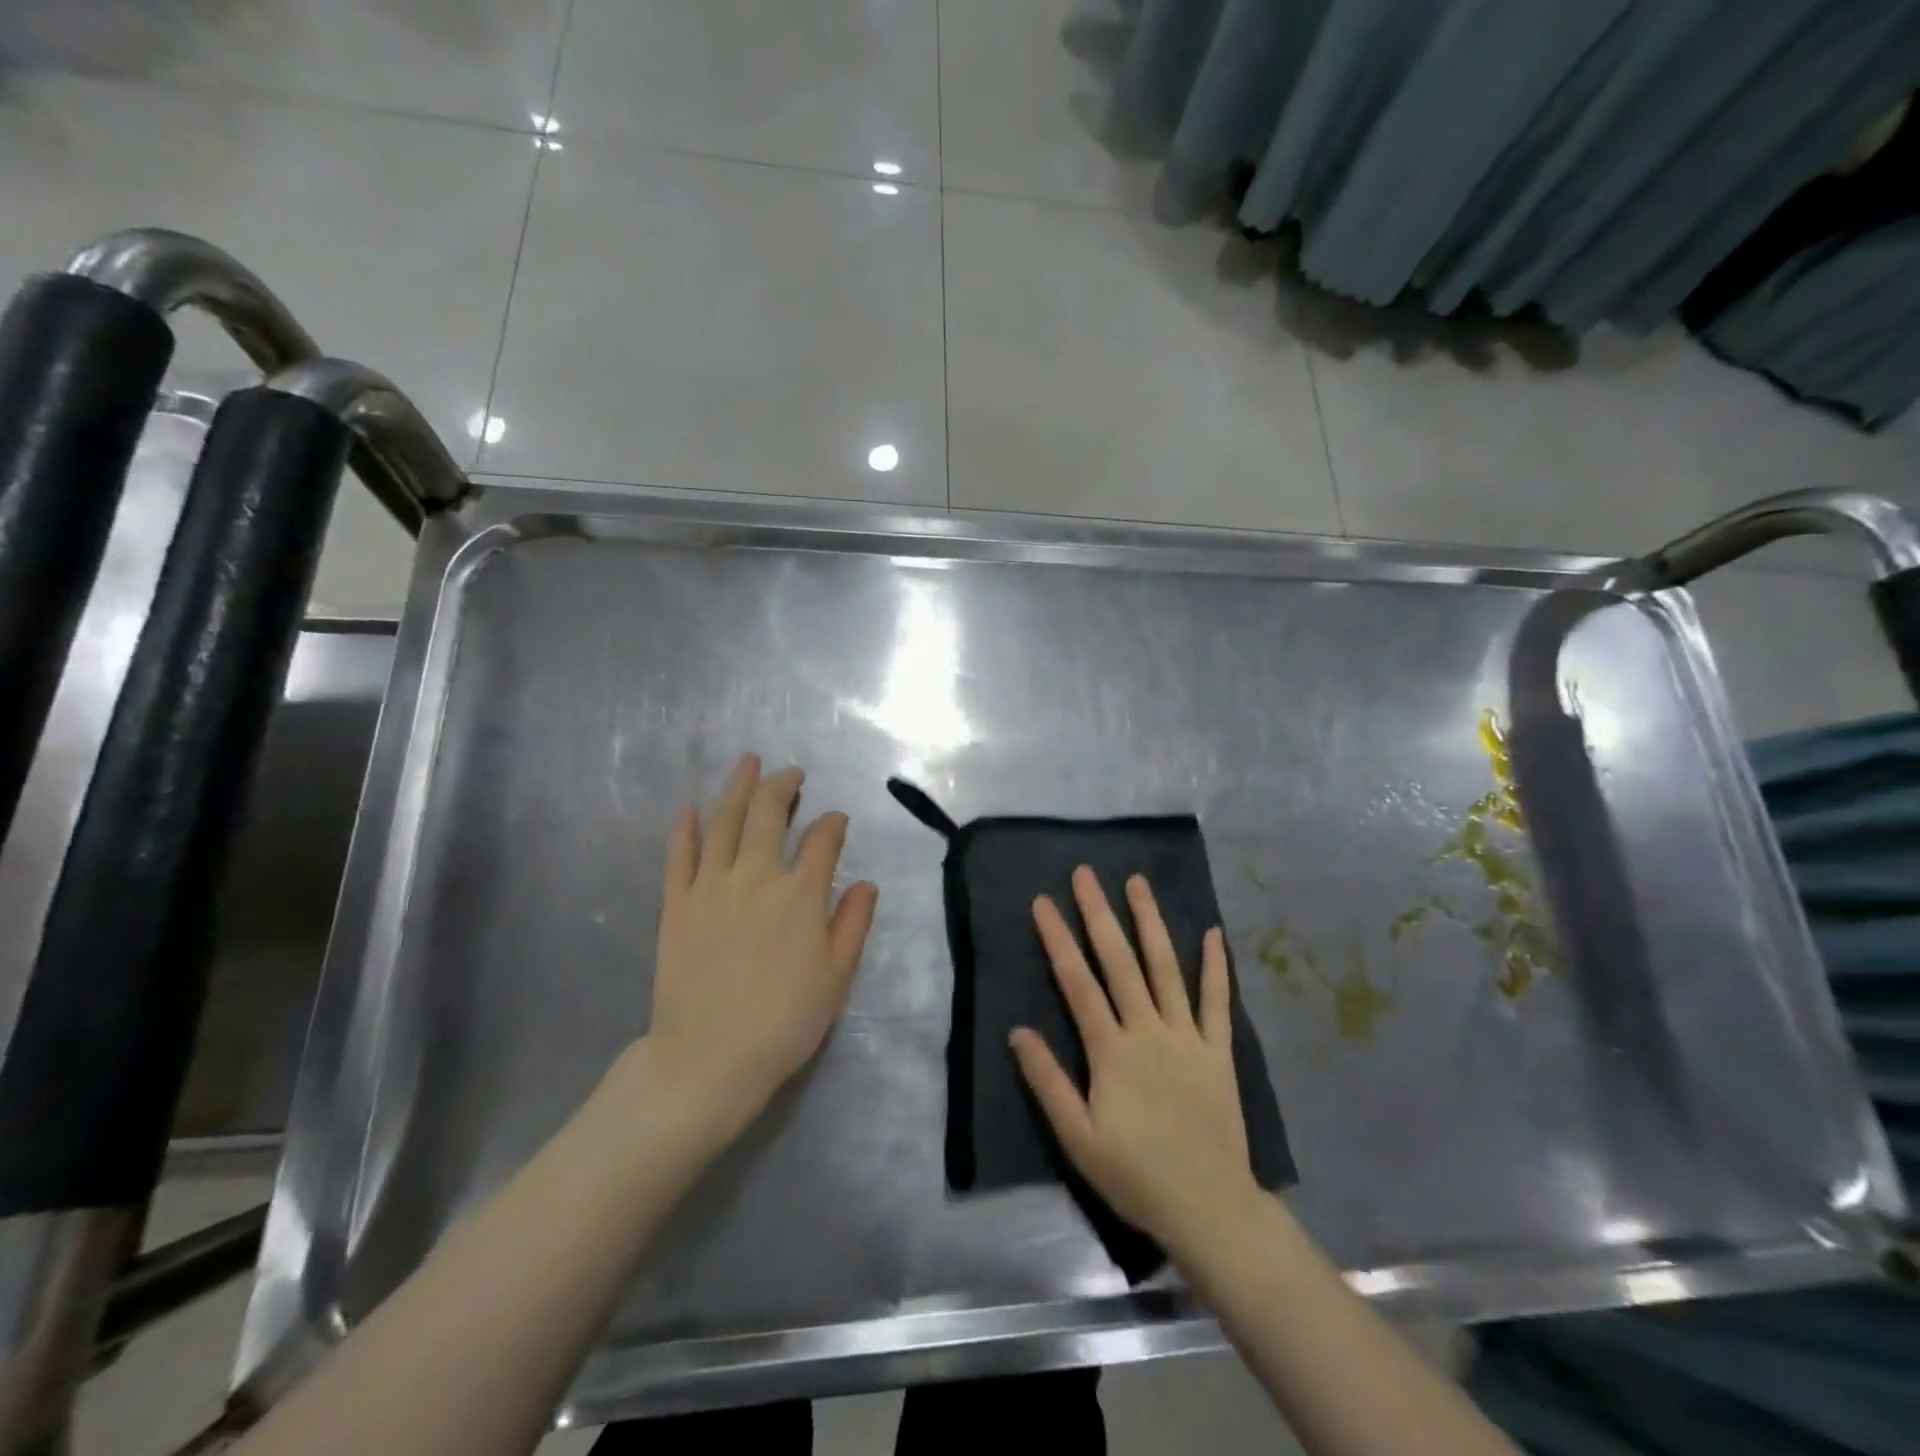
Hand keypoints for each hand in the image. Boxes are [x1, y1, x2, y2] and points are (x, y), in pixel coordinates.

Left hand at [640, 754, 878, 1148]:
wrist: (706, 1060)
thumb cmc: (782, 1023)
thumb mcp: (835, 979)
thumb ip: (853, 925)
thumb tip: (866, 884)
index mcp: (801, 895)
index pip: (823, 840)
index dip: (834, 824)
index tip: (836, 822)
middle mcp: (756, 877)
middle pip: (769, 813)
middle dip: (783, 786)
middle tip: (791, 774)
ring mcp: (710, 886)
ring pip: (724, 821)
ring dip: (738, 787)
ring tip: (748, 763)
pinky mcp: (676, 903)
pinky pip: (679, 854)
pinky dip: (686, 827)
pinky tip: (691, 808)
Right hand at [1011, 868, 1258, 1252]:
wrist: (1209, 1207)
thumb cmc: (1135, 1175)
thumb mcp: (1077, 1138)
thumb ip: (1047, 1081)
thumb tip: (1018, 1030)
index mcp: (1111, 1051)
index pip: (1077, 982)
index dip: (1059, 939)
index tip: (1044, 902)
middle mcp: (1148, 1030)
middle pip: (1120, 962)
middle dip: (1099, 914)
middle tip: (1086, 874)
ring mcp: (1187, 1036)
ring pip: (1166, 968)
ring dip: (1151, 923)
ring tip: (1138, 883)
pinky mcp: (1218, 1051)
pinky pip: (1218, 1001)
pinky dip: (1216, 966)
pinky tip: (1213, 934)